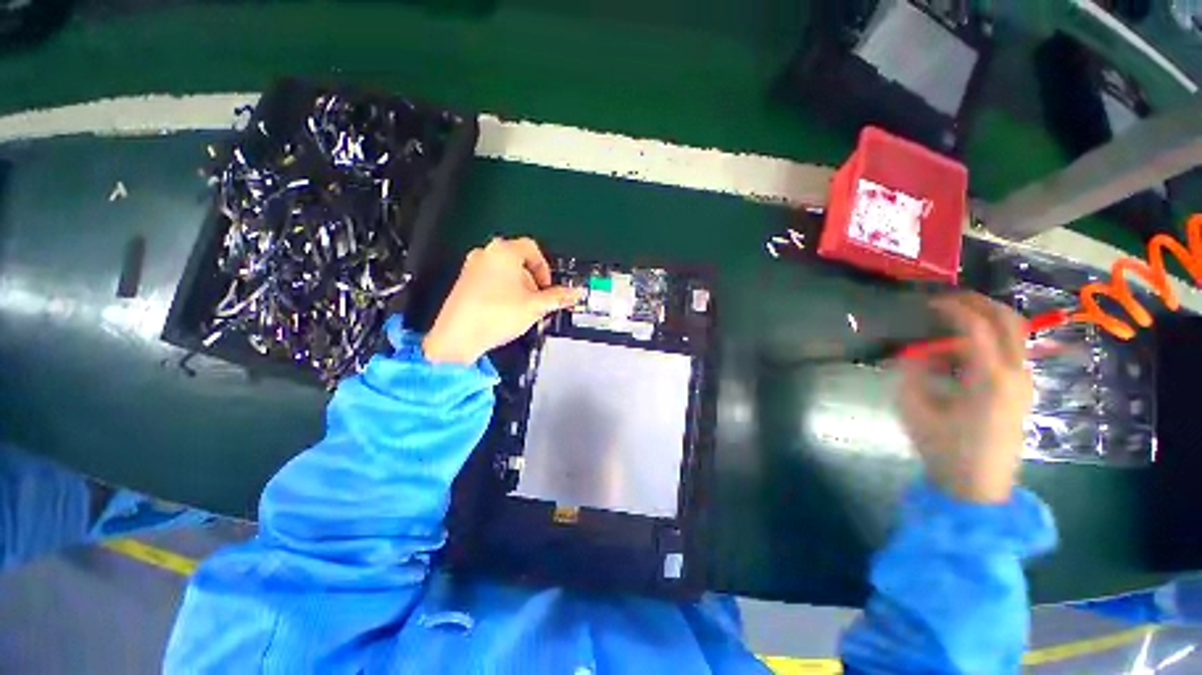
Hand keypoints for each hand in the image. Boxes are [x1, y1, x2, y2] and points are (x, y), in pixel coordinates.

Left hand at [423, 237, 583, 364]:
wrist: (458, 336)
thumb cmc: (498, 314)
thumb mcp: (535, 306)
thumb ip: (558, 297)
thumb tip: (578, 292)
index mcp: (504, 251)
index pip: (532, 248)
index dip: (545, 268)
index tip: (547, 288)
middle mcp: (486, 253)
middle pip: (518, 260)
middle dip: (532, 280)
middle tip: (536, 300)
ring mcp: (471, 266)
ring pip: (505, 271)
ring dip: (518, 286)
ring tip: (521, 308)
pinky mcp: (463, 281)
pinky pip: (490, 279)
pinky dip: (503, 290)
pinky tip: (503, 311)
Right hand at [897, 294, 1033, 504]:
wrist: (978, 488)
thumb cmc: (944, 450)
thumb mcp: (914, 409)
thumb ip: (914, 373)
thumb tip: (919, 352)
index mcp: (990, 380)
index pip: (977, 328)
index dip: (953, 309)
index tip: (928, 301)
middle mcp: (1016, 375)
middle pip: (1009, 322)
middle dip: (979, 303)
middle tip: (948, 299)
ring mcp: (1023, 383)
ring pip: (1015, 334)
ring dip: (985, 320)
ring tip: (950, 322)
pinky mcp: (1021, 391)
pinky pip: (1009, 351)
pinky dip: (988, 339)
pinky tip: (960, 350)